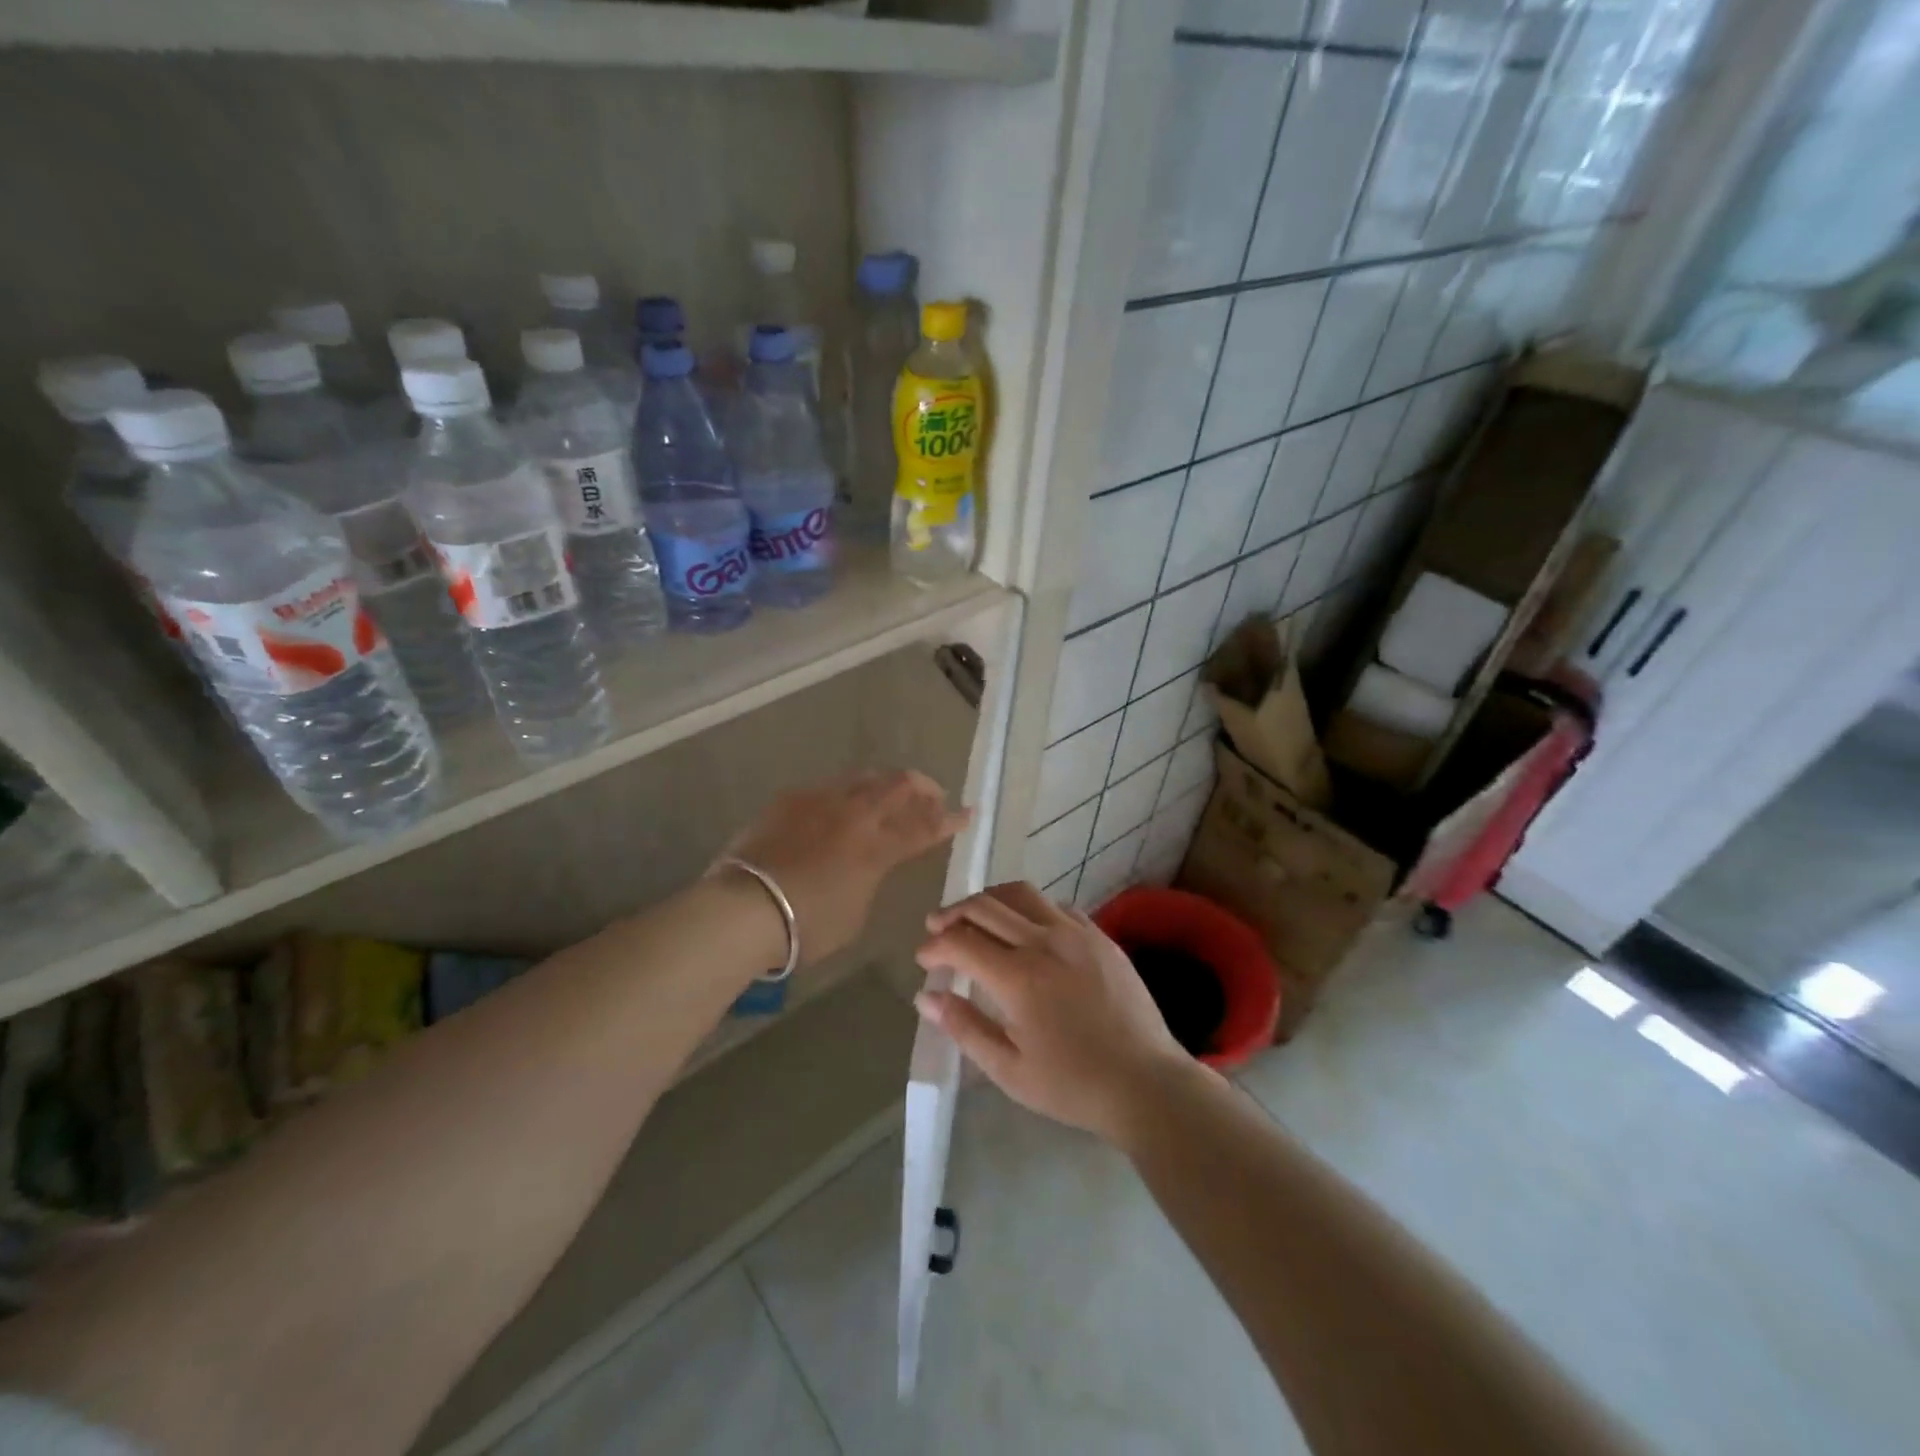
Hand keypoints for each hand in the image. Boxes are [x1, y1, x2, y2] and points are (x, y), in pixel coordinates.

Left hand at [722, 770, 969, 966]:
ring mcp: (821, 801)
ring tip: (893, 791)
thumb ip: (869, 880)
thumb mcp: (854, 912)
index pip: (923, 828)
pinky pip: (829, 786)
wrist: (744, 908)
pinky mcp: (791, 799)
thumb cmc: (805, 925)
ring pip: (865, 778)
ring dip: (886, 783)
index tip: (968, 813)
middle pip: (899, 787)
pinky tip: (842, 804)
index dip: (949, 821)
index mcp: (877, 848)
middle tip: (933, 795)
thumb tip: (867, 865)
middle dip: (923, 788)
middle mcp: (855, 815)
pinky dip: (847, 793)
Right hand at [913, 881, 1200, 1144]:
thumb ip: (964, 1027)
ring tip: (975, 916)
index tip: (924, 959)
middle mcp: (1044, 942)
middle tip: (936, 927)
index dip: (934, 945)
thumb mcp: (1009, 1069)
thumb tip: (927, 996)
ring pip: (1021, 893)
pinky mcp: (1099, 935)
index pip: (961, 941)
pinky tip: (1025, 929)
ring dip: (989, 900)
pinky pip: (1055, 906)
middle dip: (952, 913)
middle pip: (985, 906)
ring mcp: (1076, 933)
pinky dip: (1029, 908)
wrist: (1145, 1083)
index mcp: (1018, 977)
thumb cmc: (1072, 1084)